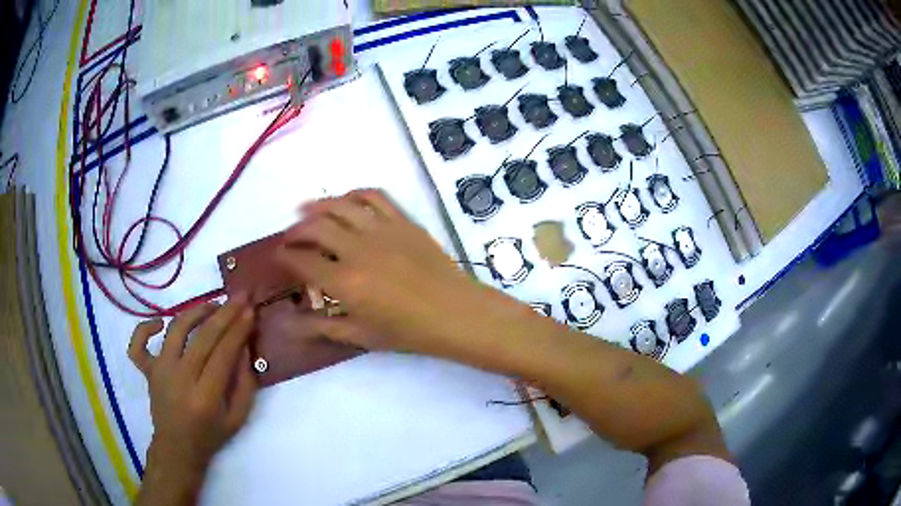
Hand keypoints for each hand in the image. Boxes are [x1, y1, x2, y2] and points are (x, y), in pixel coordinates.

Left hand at [128, 296, 256, 481]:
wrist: (177, 448)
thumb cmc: (210, 436)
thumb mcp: (238, 419)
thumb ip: (245, 384)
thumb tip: (245, 347)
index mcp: (205, 397)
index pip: (223, 353)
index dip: (238, 329)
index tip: (251, 310)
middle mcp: (180, 379)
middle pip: (203, 337)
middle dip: (224, 314)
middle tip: (239, 297)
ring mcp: (160, 372)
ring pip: (175, 330)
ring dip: (195, 312)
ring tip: (212, 304)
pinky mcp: (147, 371)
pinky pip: (138, 344)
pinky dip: (145, 328)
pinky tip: (160, 323)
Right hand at [276, 189, 497, 356]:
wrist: (454, 312)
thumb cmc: (408, 331)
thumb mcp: (360, 335)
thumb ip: (321, 328)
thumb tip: (287, 324)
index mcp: (345, 282)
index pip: (302, 261)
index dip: (285, 256)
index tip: (279, 256)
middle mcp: (358, 250)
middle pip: (315, 227)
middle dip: (295, 230)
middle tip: (290, 236)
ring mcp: (382, 230)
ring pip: (340, 206)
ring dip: (318, 206)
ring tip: (306, 210)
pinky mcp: (402, 221)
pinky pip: (374, 196)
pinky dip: (354, 194)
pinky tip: (346, 200)